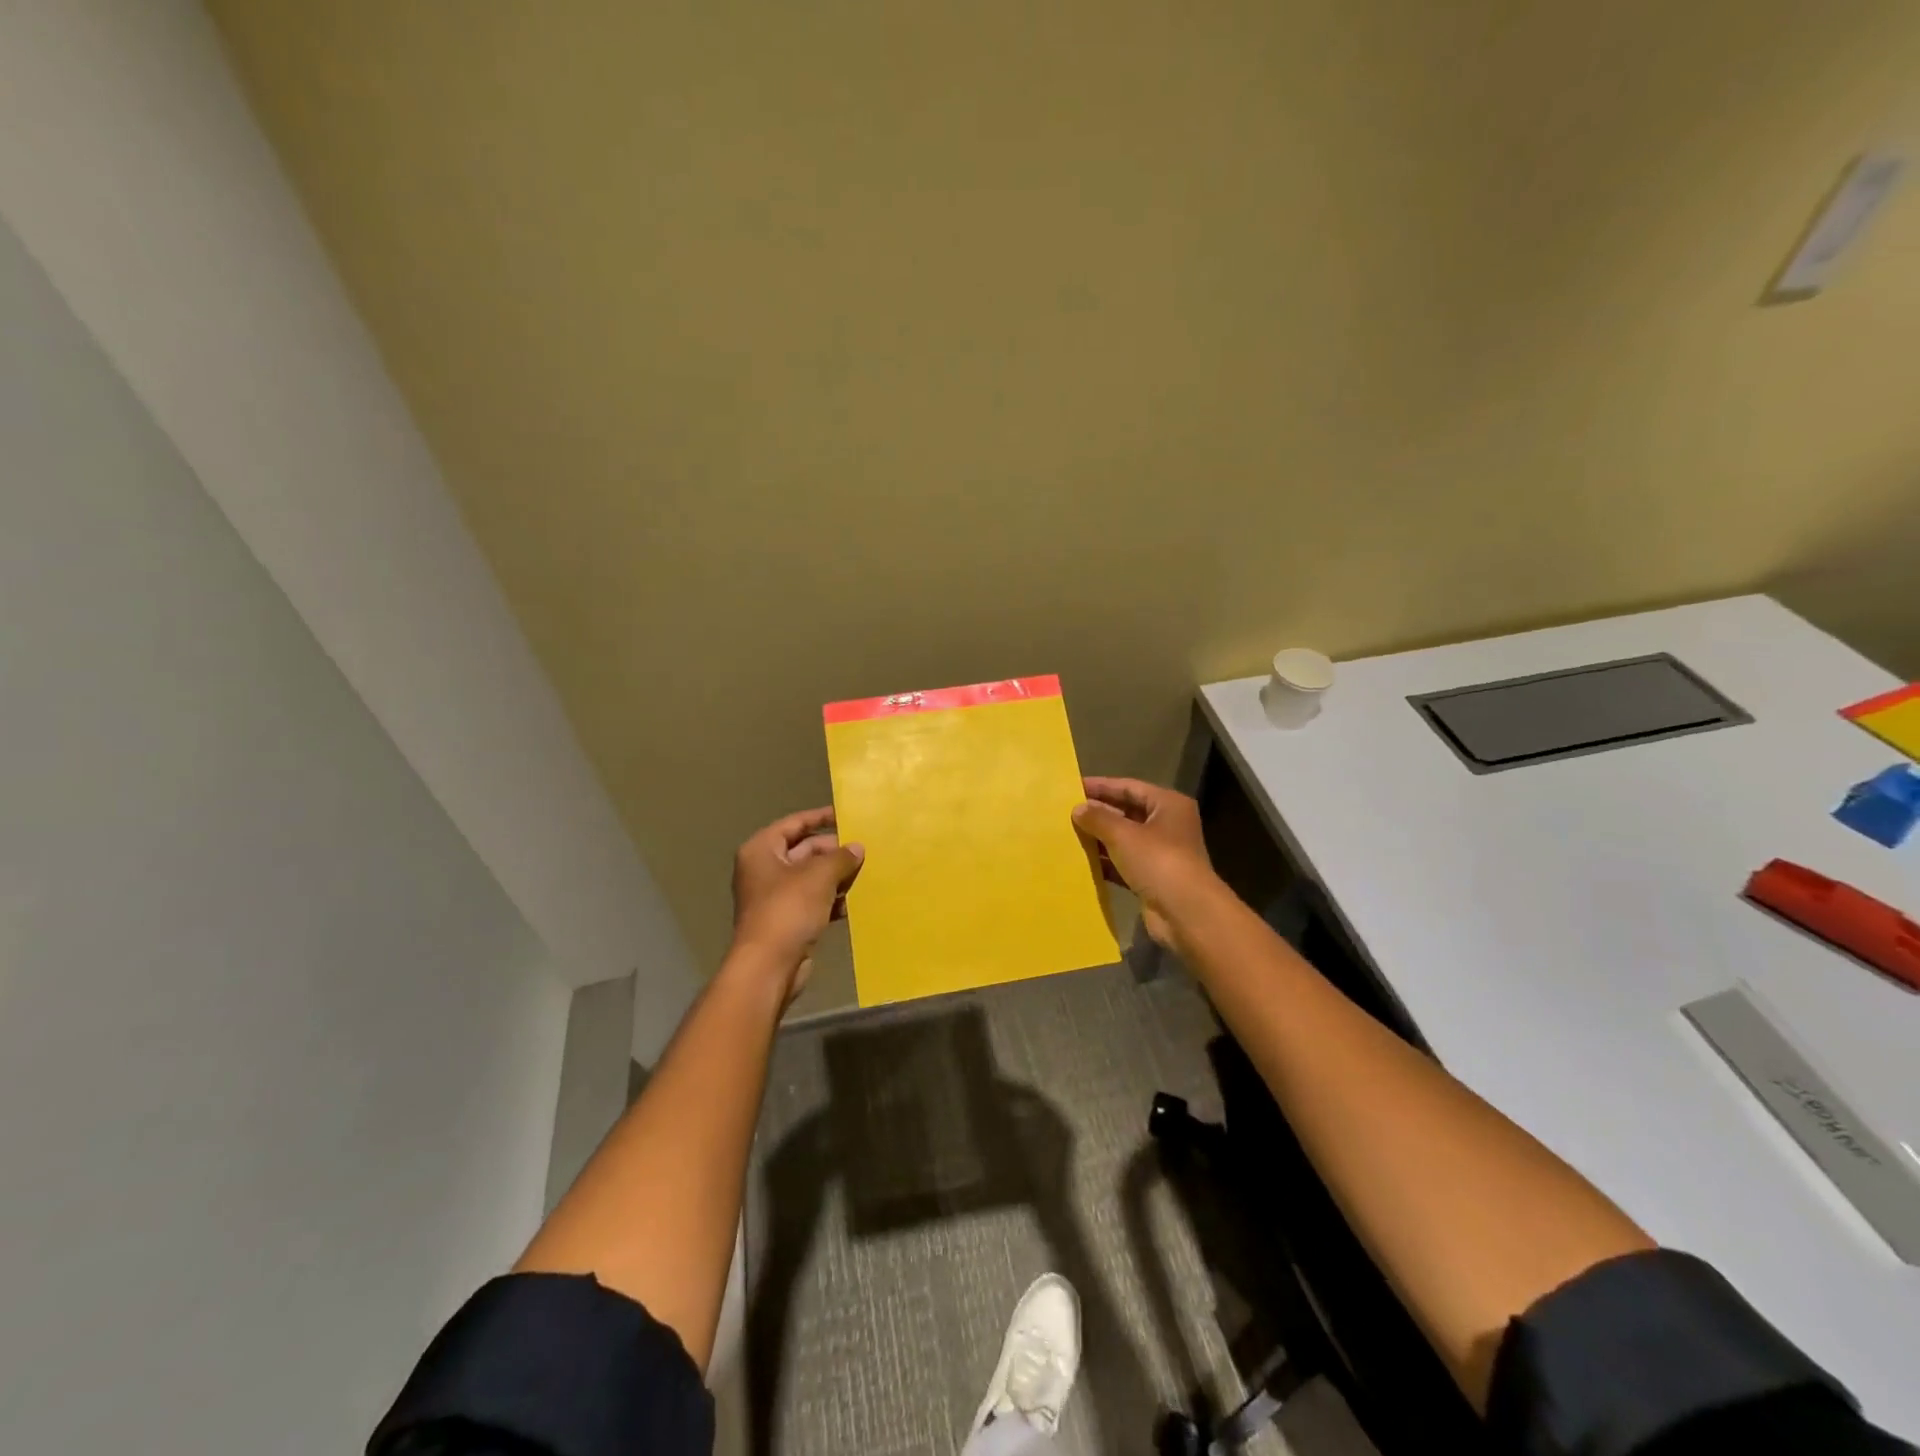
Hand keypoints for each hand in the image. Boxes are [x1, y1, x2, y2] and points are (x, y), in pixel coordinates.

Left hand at [730, 807, 863, 1000]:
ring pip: (811, 877)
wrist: (769, 966)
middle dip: (833, 852)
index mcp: (762, 850)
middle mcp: (764, 869)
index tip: (847, 816)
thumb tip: (856, 848)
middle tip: (864, 851)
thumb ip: (840, 858)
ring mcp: (774, 896)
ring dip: (836, 876)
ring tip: (865, 875)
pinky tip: (853, 902)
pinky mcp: (787, 920)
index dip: (820, 817)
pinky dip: (831, 899)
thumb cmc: (788, 910)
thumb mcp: (819, 877)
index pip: (794, 823)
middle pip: (804, 850)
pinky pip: (813, 901)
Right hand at [1073, 777, 1216, 946]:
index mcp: (1168, 805)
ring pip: (1124, 840)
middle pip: (1127, 812)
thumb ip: (1098, 818)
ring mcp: (1161, 854)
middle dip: (1098, 813)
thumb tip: (1078, 809)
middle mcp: (1167, 825)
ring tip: (1068, 835)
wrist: (1186, 913)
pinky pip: (1124, 864)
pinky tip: (1081, 863)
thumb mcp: (1123, 834)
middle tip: (1066, 812)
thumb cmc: (1158, 861)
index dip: (1101, 786)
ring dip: (1099, 839)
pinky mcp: (1152, 879)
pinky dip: (1105, 863)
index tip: (1072, 787)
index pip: (1129, 787)